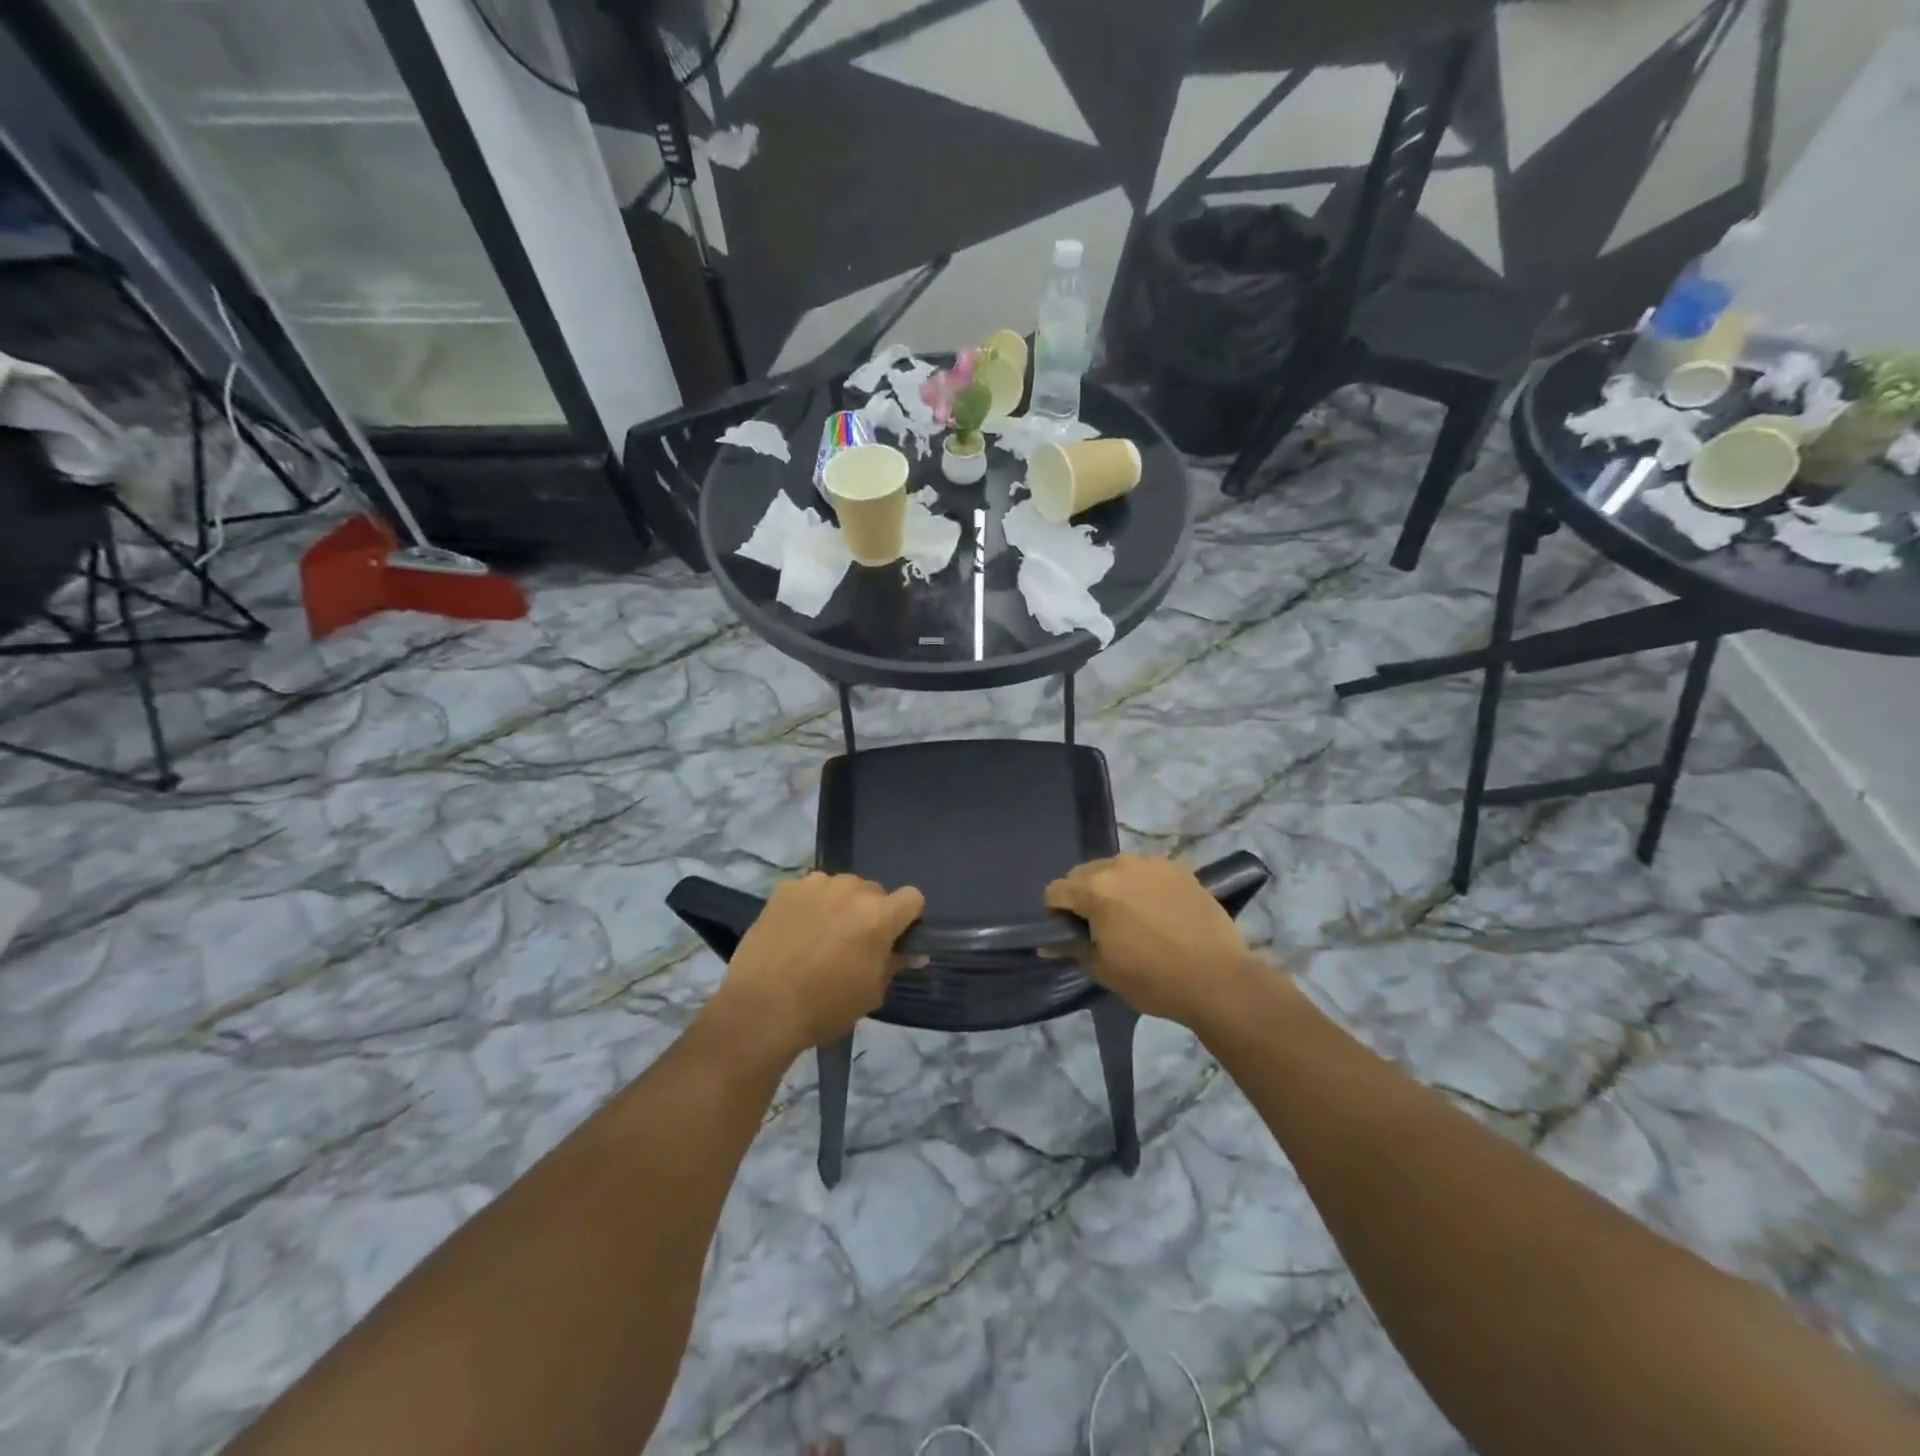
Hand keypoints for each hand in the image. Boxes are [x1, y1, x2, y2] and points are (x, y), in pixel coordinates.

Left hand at [710, 873, 924, 1059]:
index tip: (894, 939)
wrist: (761, 1009)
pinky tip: (796, 931)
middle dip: (870, 912)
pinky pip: (810, 890)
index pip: (912, 898)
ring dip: (840, 905)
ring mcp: (816, 885)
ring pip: (841, 887)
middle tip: (853, 943)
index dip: (907, 918)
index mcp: (879, 915)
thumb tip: (914, 954)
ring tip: (820, 936)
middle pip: (874, 891)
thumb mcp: (871, 993)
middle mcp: (851, 889)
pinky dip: (810, 905)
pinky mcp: (786, 888)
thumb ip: (894, 964)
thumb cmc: (825, 1007)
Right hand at [1045, 855, 1257, 1026]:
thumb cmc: (1154, 979)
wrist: (1218, 979)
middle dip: (1083, 896)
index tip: (1070, 934)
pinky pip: (1146, 873)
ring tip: (1133, 918)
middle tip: (1100, 927)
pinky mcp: (1179, 868)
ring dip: (1114, 888)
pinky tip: (1159, 913)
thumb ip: (1073, 948)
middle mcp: (1120, 865)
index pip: (1055, 890)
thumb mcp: (1104, 970)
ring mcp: (1152, 863)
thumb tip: (1048, 944)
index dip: (1056, 914)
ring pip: (1116, 869)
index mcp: (1095, 889)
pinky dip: (1143, 887)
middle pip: (1084, 874)